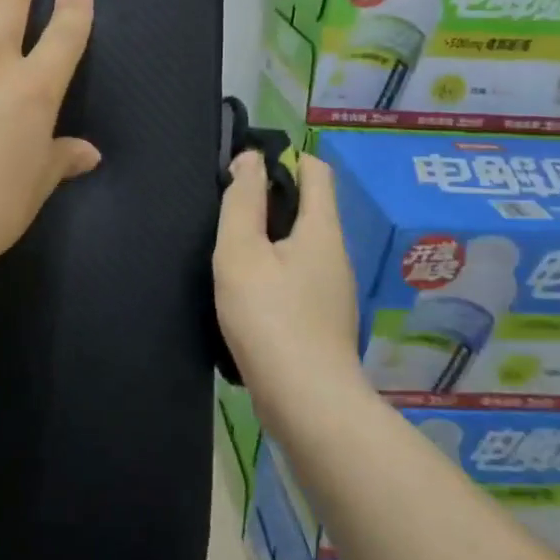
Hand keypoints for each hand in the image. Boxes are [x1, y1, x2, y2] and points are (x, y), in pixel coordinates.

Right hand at [213, 151, 362, 409]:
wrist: (307, 402)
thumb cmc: (270, 317)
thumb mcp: (242, 251)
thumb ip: (243, 201)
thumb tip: (251, 158)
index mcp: (321, 229)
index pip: (315, 170)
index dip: (283, 157)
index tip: (243, 167)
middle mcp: (334, 253)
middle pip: (307, 207)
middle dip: (269, 198)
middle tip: (226, 206)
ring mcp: (331, 289)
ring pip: (299, 244)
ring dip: (267, 237)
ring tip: (228, 246)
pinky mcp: (321, 319)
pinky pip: (296, 275)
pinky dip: (272, 268)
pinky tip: (245, 287)